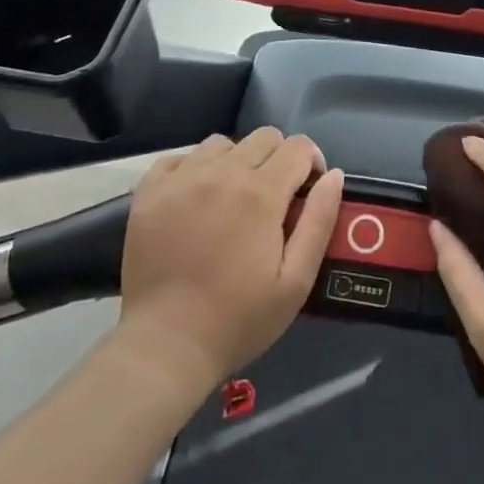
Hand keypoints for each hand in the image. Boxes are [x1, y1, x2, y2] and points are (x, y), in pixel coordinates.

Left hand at [116, 128, 343, 394]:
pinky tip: (196, 197)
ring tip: (233, 197)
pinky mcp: (149, 192)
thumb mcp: (296, 281)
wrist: (165, 347)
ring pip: (222, 143)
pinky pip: (179, 158)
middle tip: (274, 198)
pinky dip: (194, 168)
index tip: (307, 191)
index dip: (312, 163)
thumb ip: (319, 221)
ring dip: (237, 161)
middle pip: (264, 137)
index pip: (298, 147)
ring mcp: (181, 179)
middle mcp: (222, 173)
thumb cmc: (239, 319)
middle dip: (279, 158)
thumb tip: (334, 175)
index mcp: (261, 193)